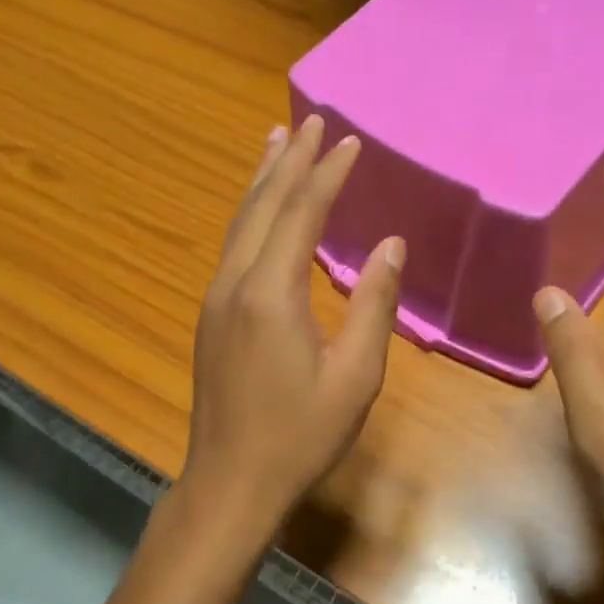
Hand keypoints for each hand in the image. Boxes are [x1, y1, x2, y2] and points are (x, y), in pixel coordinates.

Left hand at [174, 116, 403, 553]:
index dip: (327, 174)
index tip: (349, 140)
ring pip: (240, 221)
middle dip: (290, 161)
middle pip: (263, 205)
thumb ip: (373, 304)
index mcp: (271, 294)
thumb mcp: (355, 375)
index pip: (302, 214)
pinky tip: (261, 206)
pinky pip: (233, 244)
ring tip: (278, 141)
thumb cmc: (301, 435)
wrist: (230, 482)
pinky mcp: (212, 314)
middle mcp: (235, 283)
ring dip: (263, 179)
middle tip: (310, 120)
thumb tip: (391, 244)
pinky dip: (251, 211)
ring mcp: (216, 297)